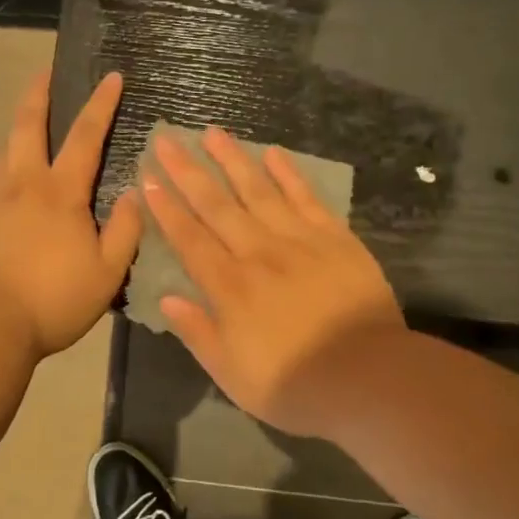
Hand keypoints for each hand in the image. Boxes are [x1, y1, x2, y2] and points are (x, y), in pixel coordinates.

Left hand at [0, 70, 142, 356]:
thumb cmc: (53, 299)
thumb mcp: (106, 272)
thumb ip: (125, 230)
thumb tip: (137, 193)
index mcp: (60, 192)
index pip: (85, 135)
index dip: (100, 104)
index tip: (111, 76)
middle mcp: (22, 183)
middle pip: (27, 125)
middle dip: (38, 93)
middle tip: (44, 73)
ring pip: (3, 152)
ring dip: (17, 135)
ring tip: (27, 136)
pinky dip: (1, 174)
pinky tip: (4, 190)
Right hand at [142, 127, 402, 436]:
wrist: (369, 378)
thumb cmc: (295, 385)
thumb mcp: (233, 375)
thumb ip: (199, 333)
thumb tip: (167, 297)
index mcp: (230, 287)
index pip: (189, 239)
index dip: (166, 208)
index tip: (148, 178)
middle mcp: (258, 253)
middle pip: (216, 205)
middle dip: (187, 172)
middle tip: (167, 140)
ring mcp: (298, 240)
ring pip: (258, 191)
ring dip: (233, 160)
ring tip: (213, 132)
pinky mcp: (334, 238)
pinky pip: (306, 198)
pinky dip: (289, 174)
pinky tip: (273, 153)